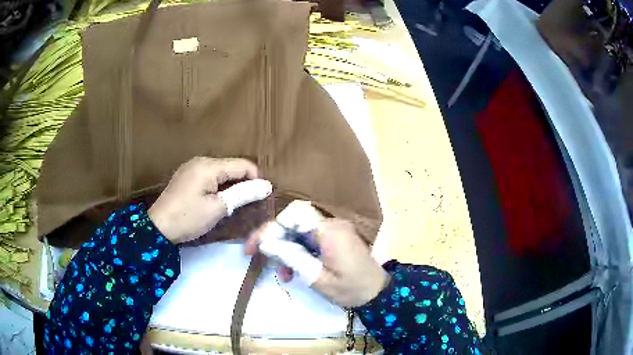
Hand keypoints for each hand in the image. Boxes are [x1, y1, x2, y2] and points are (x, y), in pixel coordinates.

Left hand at [149, 157, 269, 243]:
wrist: (158, 228)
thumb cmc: (188, 218)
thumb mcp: (218, 208)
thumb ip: (243, 194)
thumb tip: (266, 186)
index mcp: (209, 165)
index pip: (243, 165)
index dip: (256, 179)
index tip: (262, 197)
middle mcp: (201, 160)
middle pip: (231, 166)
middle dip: (244, 182)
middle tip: (250, 203)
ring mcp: (191, 167)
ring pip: (221, 172)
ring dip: (231, 185)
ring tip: (235, 203)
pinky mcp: (186, 176)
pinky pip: (209, 176)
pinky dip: (219, 186)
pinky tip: (218, 200)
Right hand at [246, 218, 389, 307]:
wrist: (378, 293)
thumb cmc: (351, 289)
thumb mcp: (318, 278)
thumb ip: (292, 258)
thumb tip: (267, 243)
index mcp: (329, 231)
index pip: (292, 218)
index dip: (269, 229)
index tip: (253, 247)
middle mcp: (332, 223)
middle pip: (294, 222)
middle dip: (274, 239)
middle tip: (259, 256)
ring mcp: (334, 229)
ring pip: (299, 231)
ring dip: (285, 249)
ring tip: (282, 273)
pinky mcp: (335, 237)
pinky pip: (309, 238)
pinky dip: (298, 251)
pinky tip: (293, 271)